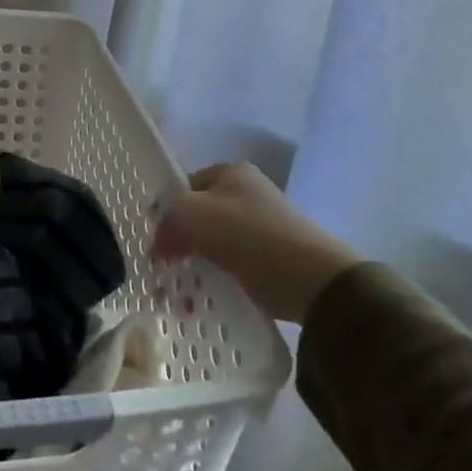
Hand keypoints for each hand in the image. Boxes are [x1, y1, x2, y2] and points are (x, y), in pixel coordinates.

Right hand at [153, 163, 360, 322]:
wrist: (314, 281)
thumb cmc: (249, 236)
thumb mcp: (193, 215)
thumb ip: (167, 221)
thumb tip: (160, 244)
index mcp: (231, 172)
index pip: (184, 187)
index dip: (166, 212)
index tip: (156, 241)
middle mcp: (249, 193)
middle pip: (199, 216)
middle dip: (180, 242)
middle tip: (166, 268)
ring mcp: (264, 226)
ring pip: (214, 244)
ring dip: (196, 265)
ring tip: (183, 291)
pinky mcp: (273, 258)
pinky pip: (233, 266)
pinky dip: (218, 279)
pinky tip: (206, 298)